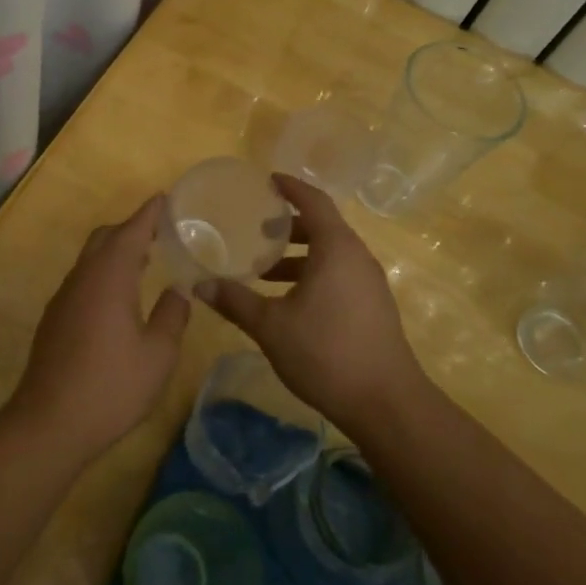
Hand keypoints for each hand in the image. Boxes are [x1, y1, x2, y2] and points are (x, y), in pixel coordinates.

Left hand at [10, 195, 190, 465]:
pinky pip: (82, 280)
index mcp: (109, 277)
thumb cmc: (111, 386)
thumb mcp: (158, 355)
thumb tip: (179, 290)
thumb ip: (172, 316)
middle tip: (160, 233)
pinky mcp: (55, 318)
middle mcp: (83, 278)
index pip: (132, 231)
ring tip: (145, 261)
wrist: (49, 422)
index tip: (165, 198)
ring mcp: (64, 297)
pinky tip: (118, 298)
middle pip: (105, 238)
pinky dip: (103, 273)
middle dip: (131, 229)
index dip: (149, 213)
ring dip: (116, 252)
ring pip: (91, 259)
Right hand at [201, 174, 428, 436]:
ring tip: (264, 270)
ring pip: (331, 254)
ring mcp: (369, 283)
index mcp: (337, 249)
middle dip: (289, 226)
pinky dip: (313, 273)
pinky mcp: (373, 306)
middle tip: (256, 230)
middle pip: (323, 227)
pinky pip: (339, 274)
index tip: (267, 181)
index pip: (314, 201)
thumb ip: (236, 301)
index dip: (290, 188)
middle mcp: (357, 257)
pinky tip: (289, 300)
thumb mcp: (271, 326)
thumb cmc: (326, 352)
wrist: (385, 403)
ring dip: (298, 255)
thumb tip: (200, 285)